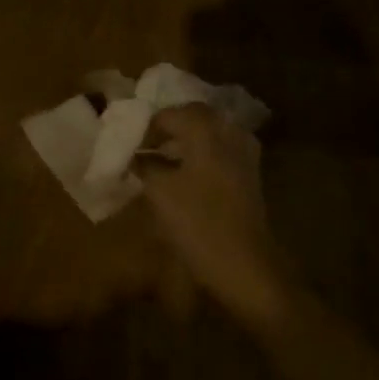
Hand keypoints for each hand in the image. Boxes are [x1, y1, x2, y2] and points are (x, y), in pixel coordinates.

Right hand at [138, 104, 289, 329]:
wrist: (246, 266)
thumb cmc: (198, 225)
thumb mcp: (159, 193)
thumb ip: (144, 165)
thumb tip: (133, 154)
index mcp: (206, 131)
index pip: (169, 114)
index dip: (146, 127)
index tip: (128, 143)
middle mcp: (228, 133)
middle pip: (193, 116)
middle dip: (168, 127)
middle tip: (145, 145)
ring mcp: (244, 153)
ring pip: (209, 131)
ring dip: (185, 139)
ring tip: (162, 158)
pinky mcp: (250, 173)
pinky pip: (221, 148)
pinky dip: (201, 152)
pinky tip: (185, 172)